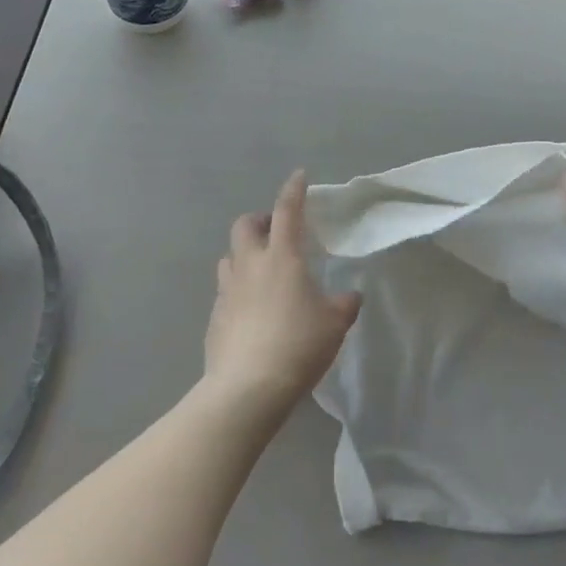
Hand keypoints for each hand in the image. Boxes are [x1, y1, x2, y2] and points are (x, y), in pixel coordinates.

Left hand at [207, 171, 360, 413]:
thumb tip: (350, 296)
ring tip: (262, 271)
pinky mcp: (214, 317)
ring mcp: (227, 290)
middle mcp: (250, 265)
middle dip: (260, 221)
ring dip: (244, 254)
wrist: (247, 389)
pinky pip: (225, 290)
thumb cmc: (298, 345)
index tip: (299, 176)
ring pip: (229, 256)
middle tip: (277, 233)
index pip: (287, 211)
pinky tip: (252, 310)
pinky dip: (238, 288)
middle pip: (245, 225)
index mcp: (282, 256)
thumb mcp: (335, 324)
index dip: (293, 190)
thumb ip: (345, 303)